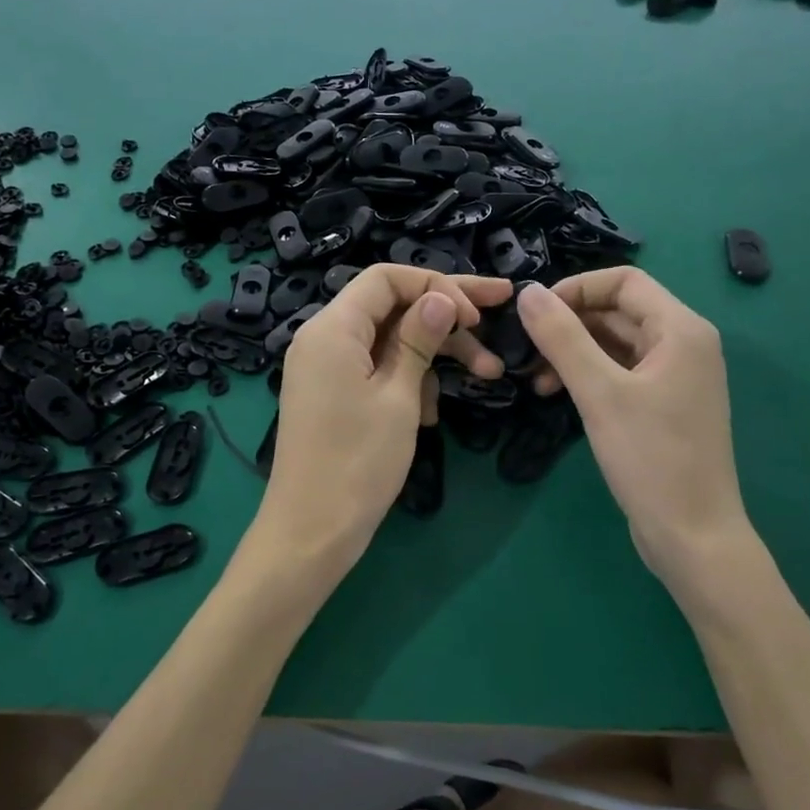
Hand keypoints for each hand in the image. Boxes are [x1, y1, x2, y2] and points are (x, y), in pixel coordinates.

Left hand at [250, 264, 511, 581]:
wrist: (311, 531)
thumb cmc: (358, 462)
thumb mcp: (399, 396)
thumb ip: (418, 339)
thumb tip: (441, 297)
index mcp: (332, 328)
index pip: (387, 278)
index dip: (437, 285)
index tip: (478, 313)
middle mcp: (322, 338)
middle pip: (391, 305)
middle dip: (445, 315)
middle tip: (498, 321)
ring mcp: (325, 368)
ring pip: (388, 340)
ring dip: (433, 355)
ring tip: (485, 376)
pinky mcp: (332, 393)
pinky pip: (375, 369)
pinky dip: (408, 381)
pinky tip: (430, 415)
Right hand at [517, 270, 751, 573]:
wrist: (692, 536)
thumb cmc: (651, 458)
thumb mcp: (600, 393)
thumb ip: (562, 337)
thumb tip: (527, 291)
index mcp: (681, 329)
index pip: (624, 281)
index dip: (576, 288)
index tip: (535, 314)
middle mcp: (684, 344)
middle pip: (618, 310)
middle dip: (570, 323)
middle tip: (527, 350)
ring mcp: (675, 377)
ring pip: (615, 343)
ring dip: (574, 352)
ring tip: (536, 380)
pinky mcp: (663, 405)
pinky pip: (620, 372)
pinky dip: (588, 375)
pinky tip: (558, 395)